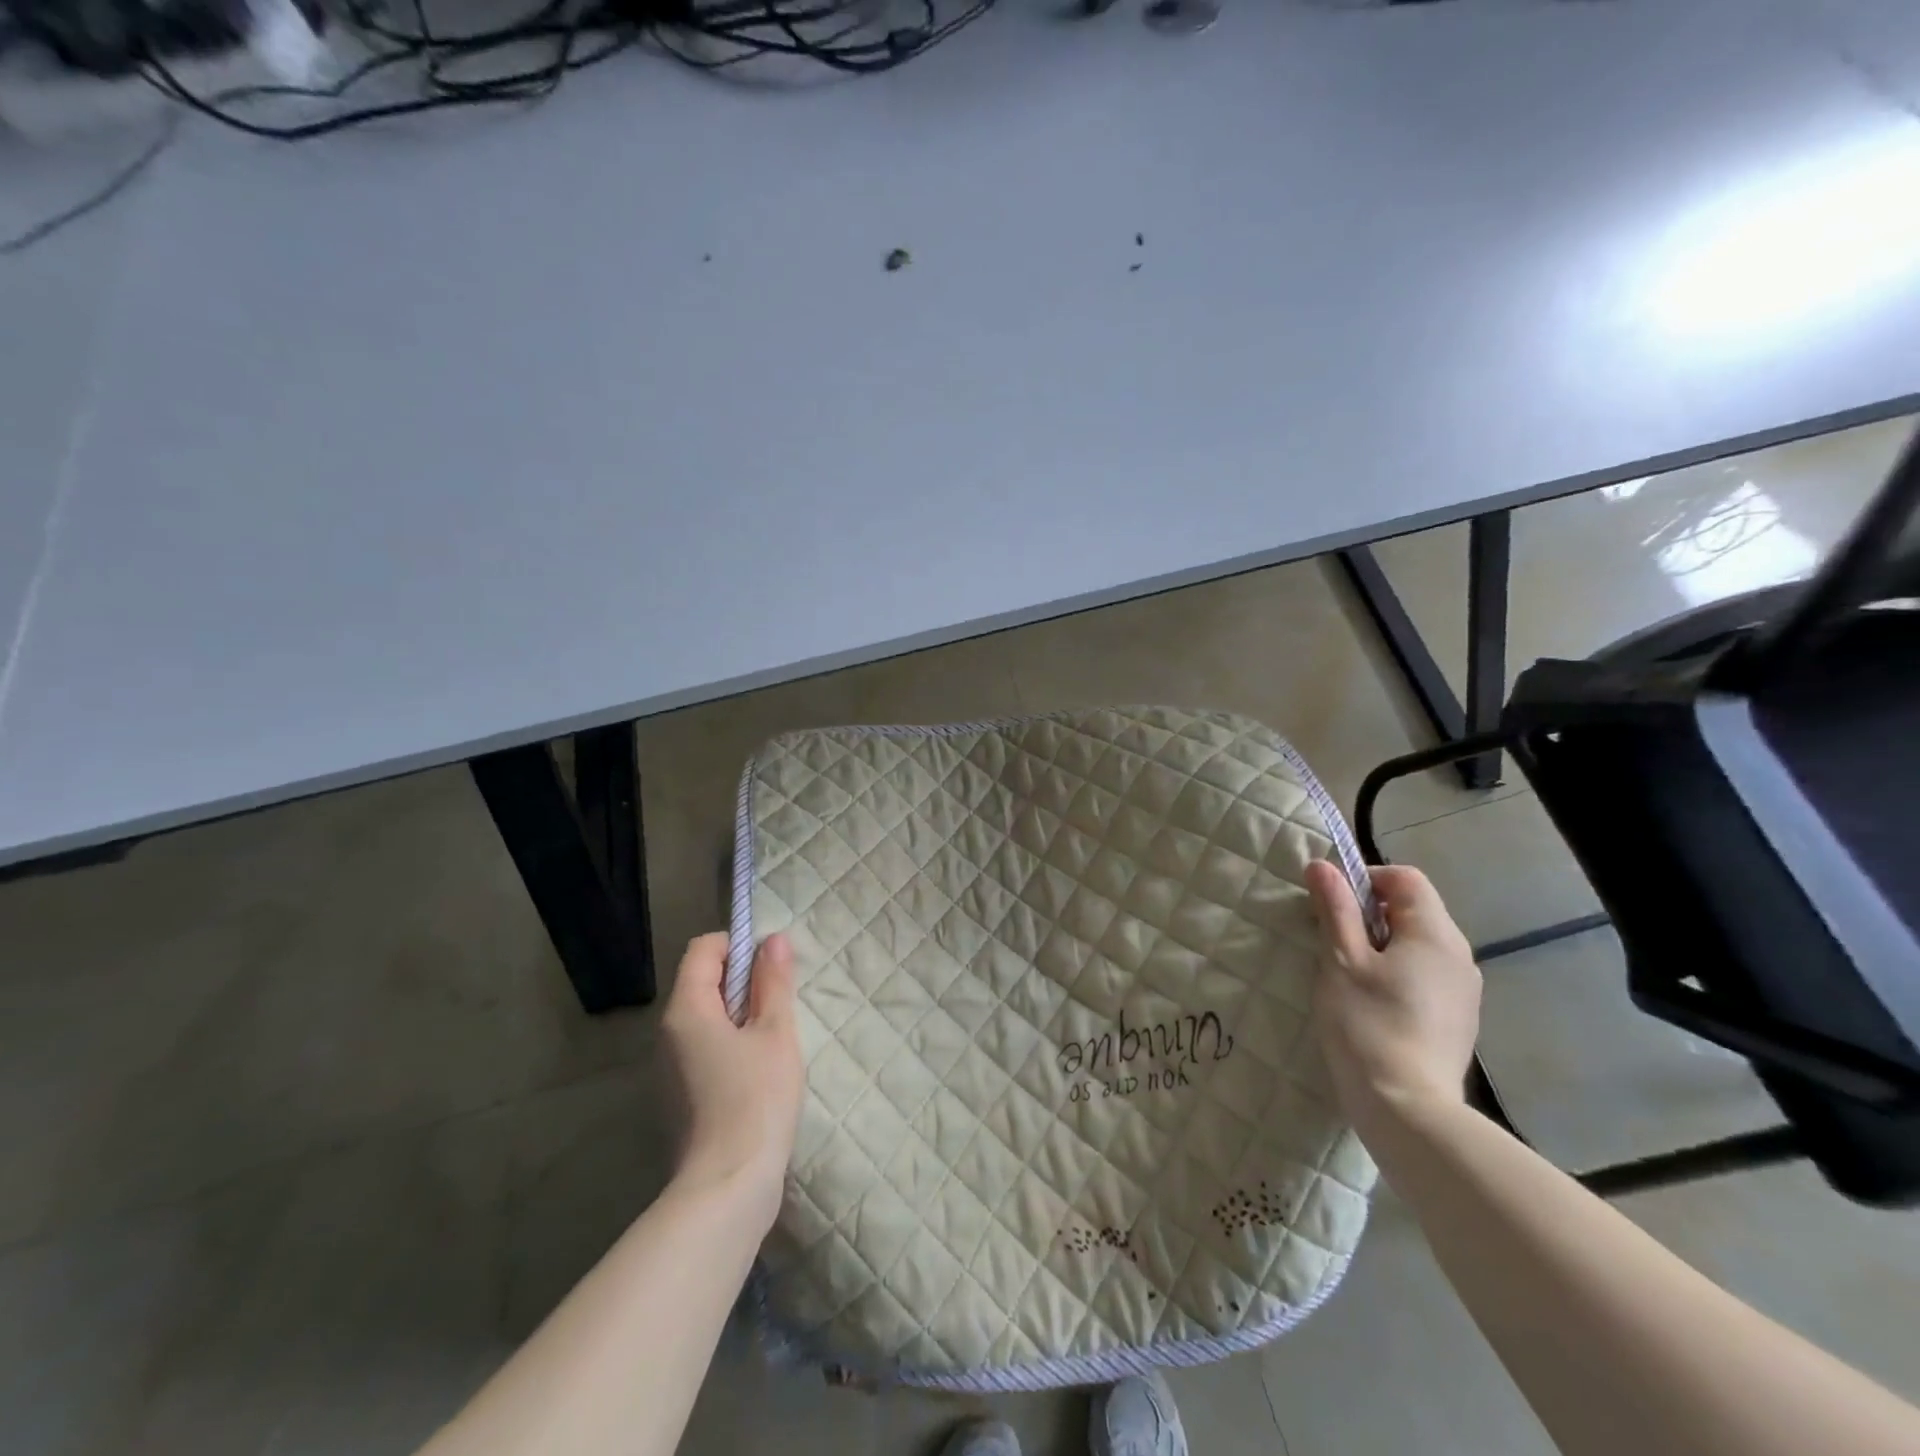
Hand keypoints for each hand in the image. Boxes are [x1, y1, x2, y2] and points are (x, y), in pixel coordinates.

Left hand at [661, 932, 802, 1228]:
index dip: (738, 945)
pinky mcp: (678, 1097)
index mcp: (686, 1010)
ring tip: (773, 1040)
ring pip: (704, 1018)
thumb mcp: (775, 1033)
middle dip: (743, 981)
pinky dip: (729, 1045)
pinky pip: (702, 1049)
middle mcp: (667, 1034)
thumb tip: (773, 939)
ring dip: (739, 1015)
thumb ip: (774, 982)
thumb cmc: (756, 1099)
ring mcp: (668, 1069)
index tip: (772, 967)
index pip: (703, 949)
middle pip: (702, 982)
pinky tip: (757, 1073)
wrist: (726, 1188)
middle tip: (780, 1004)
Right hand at [1304, 861, 1481, 1137]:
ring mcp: (1463, 991)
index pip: (1404, 878)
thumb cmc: (1367, 1024)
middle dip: (1369, 916)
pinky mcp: (1457, 1020)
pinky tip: (1372, 1005)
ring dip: (1380, 947)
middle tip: (1332, 943)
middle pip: (1413, 910)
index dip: (1365, 880)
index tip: (1332, 907)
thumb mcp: (1341, 959)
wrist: (1408, 1110)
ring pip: (1417, 945)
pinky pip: (1424, 976)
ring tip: (1348, 977)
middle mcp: (1459, 955)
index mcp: (1435, 933)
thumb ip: (1335, 909)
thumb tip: (1323, 865)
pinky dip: (1396, 974)